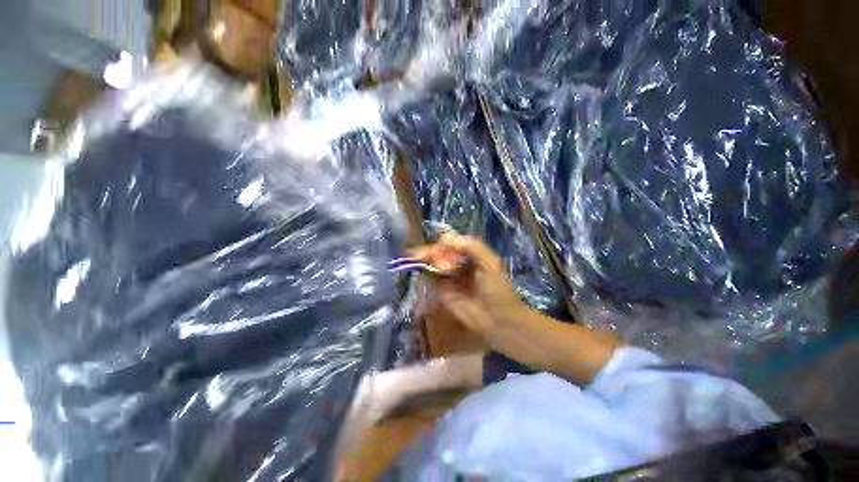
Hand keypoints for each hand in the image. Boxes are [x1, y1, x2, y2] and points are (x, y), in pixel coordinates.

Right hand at [410, 234, 528, 346]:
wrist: (497, 320)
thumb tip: (445, 238)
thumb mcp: (489, 262)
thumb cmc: (497, 289)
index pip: (453, 243)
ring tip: (427, 262)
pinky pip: (430, 279)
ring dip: (429, 261)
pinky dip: (427, 273)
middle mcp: (459, 264)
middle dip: (432, 251)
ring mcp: (449, 278)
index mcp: (471, 255)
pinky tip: (427, 271)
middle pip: (441, 252)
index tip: (440, 244)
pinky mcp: (442, 291)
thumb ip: (471, 246)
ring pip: (433, 264)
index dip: (445, 242)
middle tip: (422, 254)